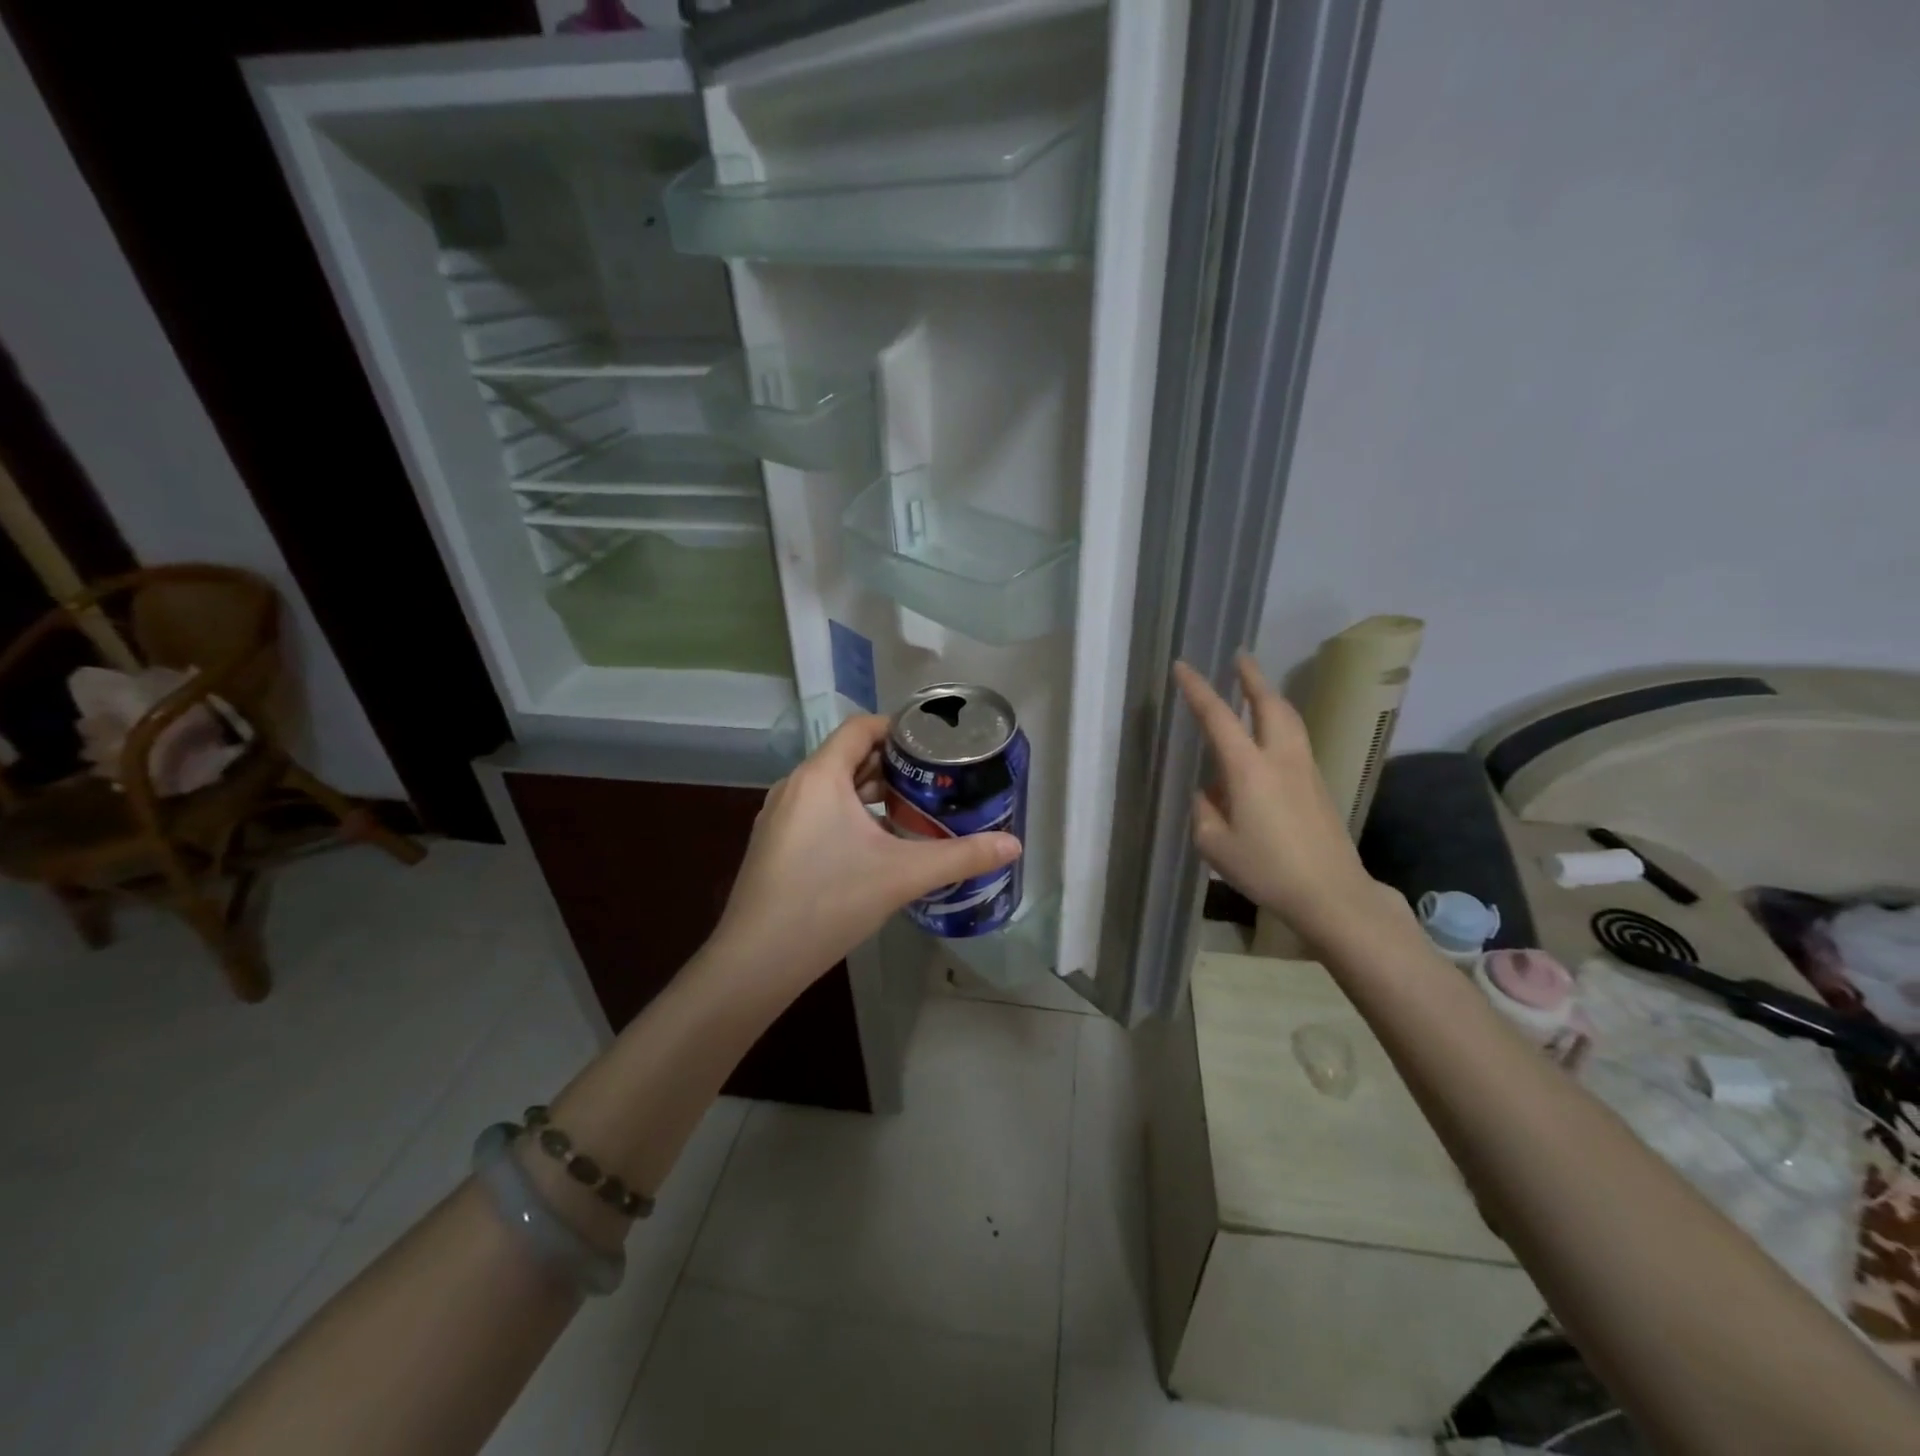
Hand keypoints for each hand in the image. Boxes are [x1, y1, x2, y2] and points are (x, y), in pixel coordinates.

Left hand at [707, 714, 1021, 985]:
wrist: (757, 959)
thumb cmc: (829, 901)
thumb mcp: (903, 875)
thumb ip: (961, 856)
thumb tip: (1014, 846)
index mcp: (820, 776)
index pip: (860, 728)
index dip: (898, 728)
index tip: (934, 744)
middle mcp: (794, 786)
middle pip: (847, 756)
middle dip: (891, 763)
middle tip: (933, 778)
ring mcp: (779, 816)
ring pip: (832, 787)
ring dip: (869, 791)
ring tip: (911, 808)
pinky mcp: (774, 844)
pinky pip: (817, 811)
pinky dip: (848, 813)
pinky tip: (874, 844)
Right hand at [1174, 654, 1388, 952]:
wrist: (1331, 892)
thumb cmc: (1266, 869)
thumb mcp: (1214, 845)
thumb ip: (1205, 811)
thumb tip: (1210, 793)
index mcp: (1249, 769)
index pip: (1218, 717)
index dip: (1198, 689)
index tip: (1183, 666)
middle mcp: (1280, 758)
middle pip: (1269, 704)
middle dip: (1251, 677)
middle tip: (1239, 657)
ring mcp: (1305, 769)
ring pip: (1289, 718)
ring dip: (1270, 696)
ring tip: (1256, 687)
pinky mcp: (1318, 785)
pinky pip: (1296, 739)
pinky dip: (1281, 722)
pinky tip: (1270, 736)